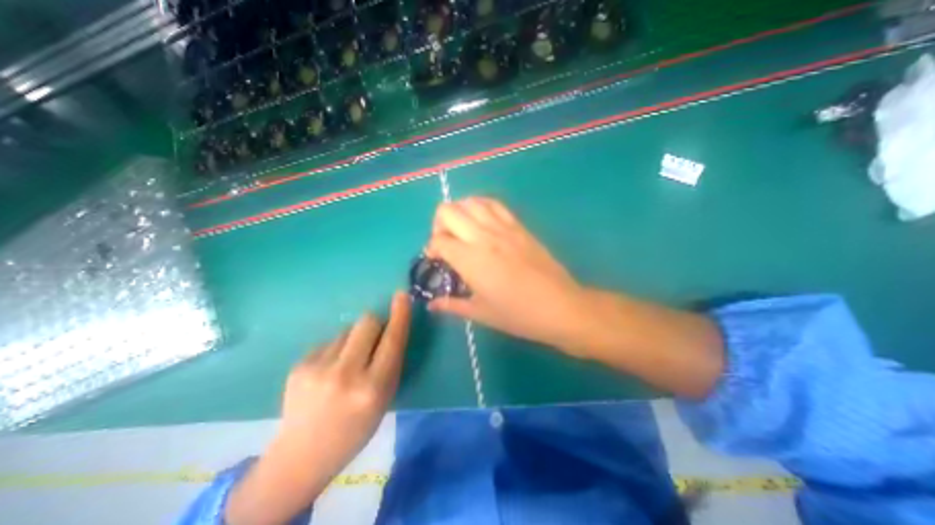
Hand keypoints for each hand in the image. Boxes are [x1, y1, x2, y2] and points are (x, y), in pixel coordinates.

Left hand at [277, 293, 409, 465]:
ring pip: (347, 330)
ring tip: (345, 364)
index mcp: (372, 388)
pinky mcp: (299, 365)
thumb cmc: (356, 428)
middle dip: (375, 323)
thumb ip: (390, 362)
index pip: (392, 341)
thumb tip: (390, 327)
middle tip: (373, 339)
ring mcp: (317, 368)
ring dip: (353, 340)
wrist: (302, 455)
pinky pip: (329, 341)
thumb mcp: (384, 398)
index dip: (400, 315)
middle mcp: (345, 374)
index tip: (402, 295)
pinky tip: (327, 372)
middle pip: (367, 322)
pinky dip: (335, 350)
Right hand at [425, 196, 722, 396]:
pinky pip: (494, 204)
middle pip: (448, 211)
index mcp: (470, 259)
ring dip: (459, 212)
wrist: (559, 306)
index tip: (436, 260)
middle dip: (438, 224)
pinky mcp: (518, 225)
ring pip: (470, 201)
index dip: (431, 248)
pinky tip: (482, 222)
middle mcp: (483, 236)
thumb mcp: (481, 313)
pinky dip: (480, 206)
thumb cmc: (518, 314)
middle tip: (446, 242)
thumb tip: (431, 305)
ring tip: (462, 230)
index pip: (438, 240)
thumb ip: (451, 305)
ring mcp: (503, 227)